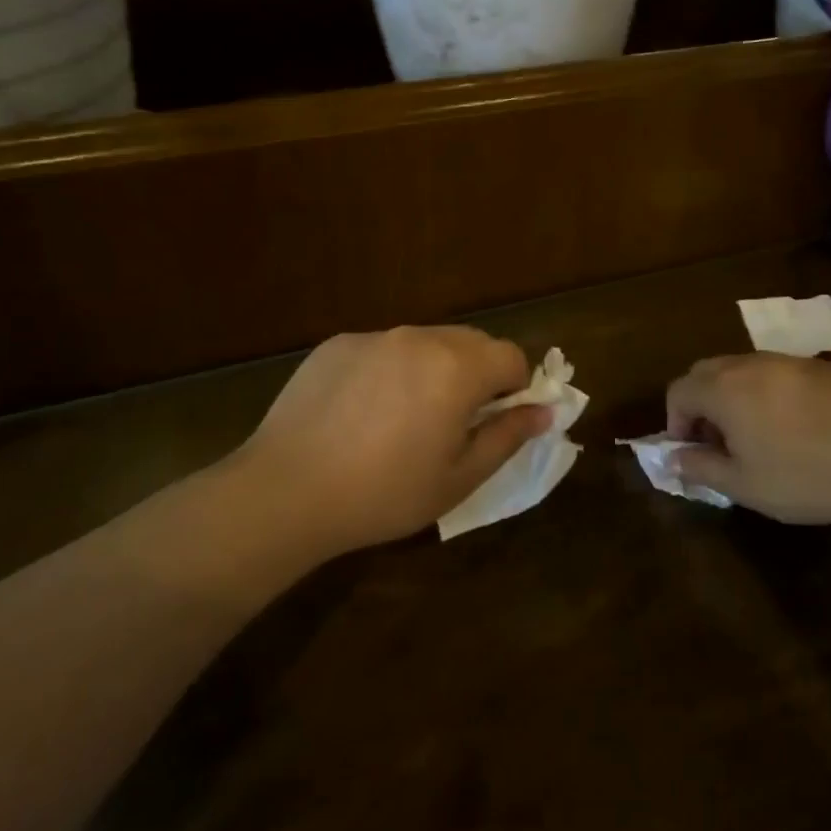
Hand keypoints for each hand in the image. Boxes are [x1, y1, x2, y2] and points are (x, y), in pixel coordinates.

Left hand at [230, 326, 550, 554]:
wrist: (286, 491)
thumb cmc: (384, 493)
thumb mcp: (459, 477)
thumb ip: (508, 436)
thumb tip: (545, 411)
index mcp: (458, 368)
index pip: (511, 356)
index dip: (515, 387)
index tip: (495, 421)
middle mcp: (420, 338)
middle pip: (472, 342)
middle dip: (478, 374)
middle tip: (453, 423)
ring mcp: (375, 336)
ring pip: (427, 342)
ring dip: (435, 369)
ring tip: (404, 418)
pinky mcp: (338, 344)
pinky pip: (384, 348)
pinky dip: (390, 370)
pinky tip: (362, 413)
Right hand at [665, 353, 830, 530]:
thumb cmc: (802, 480)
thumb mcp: (742, 485)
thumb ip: (699, 467)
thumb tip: (673, 458)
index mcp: (725, 389)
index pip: (679, 390)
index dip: (675, 420)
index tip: (689, 450)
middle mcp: (750, 364)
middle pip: (706, 370)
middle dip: (700, 401)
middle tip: (715, 439)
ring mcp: (787, 360)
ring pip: (741, 366)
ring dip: (732, 392)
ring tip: (751, 430)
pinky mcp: (819, 366)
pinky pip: (776, 370)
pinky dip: (766, 389)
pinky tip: (790, 422)